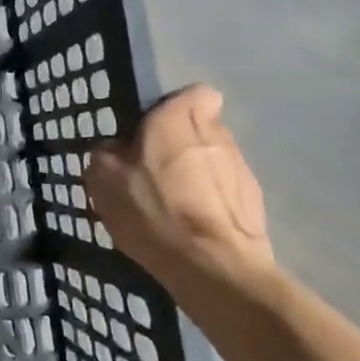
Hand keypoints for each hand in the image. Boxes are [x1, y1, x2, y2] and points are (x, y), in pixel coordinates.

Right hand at [85, 85, 281, 302]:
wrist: (213, 268)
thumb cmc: (153, 210)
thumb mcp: (103, 179)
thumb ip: (107, 153)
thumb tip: (116, 150)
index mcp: (178, 119)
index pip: (195, 92)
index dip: (176, 107)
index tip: (156, 128)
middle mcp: (216, 134)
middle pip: (202, 127)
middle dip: (182, 143)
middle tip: (155, 170)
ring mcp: (241, 168)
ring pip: (215, 159)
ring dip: (197, 174)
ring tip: (174, 205)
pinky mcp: (256, 203)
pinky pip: (227, 192)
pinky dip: (212, 203)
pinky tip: (193, 228)